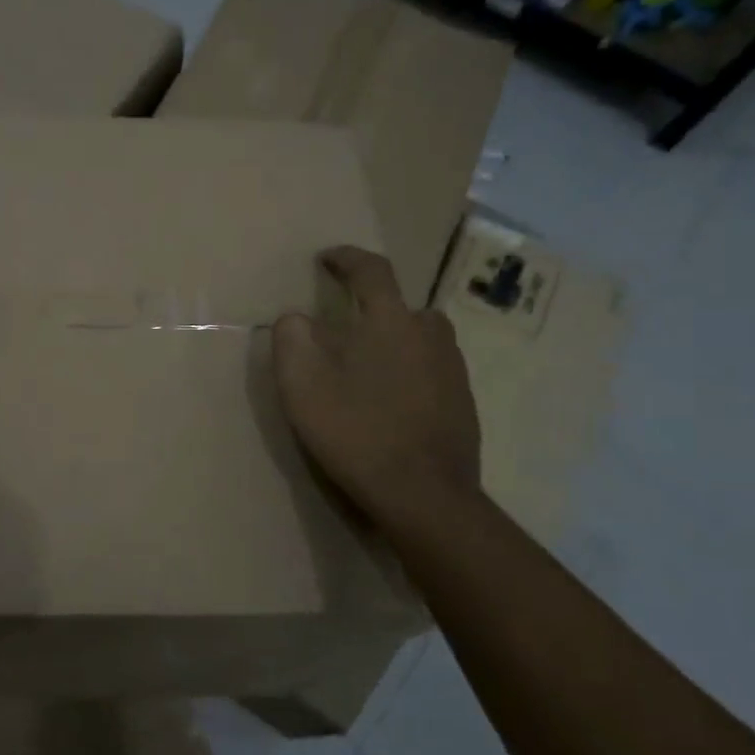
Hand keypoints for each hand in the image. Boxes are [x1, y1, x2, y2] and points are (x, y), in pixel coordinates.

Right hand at [273, 246, 481, 541]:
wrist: (424, 496)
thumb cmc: (357, 432)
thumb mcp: (302, 385)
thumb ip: (291, 340)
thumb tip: (295, 319)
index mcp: (390, 322)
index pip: (371, 271)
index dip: (347, 259)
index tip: (328, 257)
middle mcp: (430, 336)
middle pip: (403, 307)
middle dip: (375, 309)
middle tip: (347, 331)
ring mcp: (453, 371)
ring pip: (422, 340)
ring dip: (396, 342)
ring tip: (369, 370)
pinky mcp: (463, 405)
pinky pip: (433, 372)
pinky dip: (412, 375)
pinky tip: (392, 405)